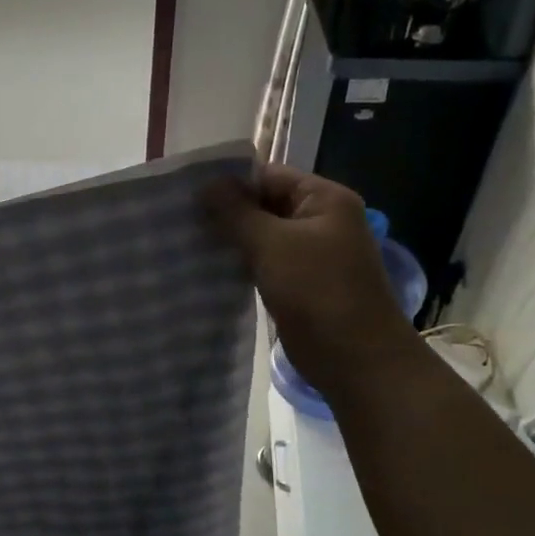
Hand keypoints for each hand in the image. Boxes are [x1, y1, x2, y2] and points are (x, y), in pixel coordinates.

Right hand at [206, 165, 422, 397]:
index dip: (229, 181)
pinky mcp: (298, 282)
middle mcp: (319, 220)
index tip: (186, 192)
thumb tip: (205, 184)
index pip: (268, 175)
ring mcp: (310, 253)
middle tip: (178, 217)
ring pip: (261, 235)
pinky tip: (206, 265)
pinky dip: (238, 261)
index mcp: (324, 200)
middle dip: (225, 211)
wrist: (355, 360)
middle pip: (264, 203)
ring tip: (185, 239)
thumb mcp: (272, 245)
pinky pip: (263, 261)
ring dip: (229, 238)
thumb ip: (236, 212)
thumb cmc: (318, 293)